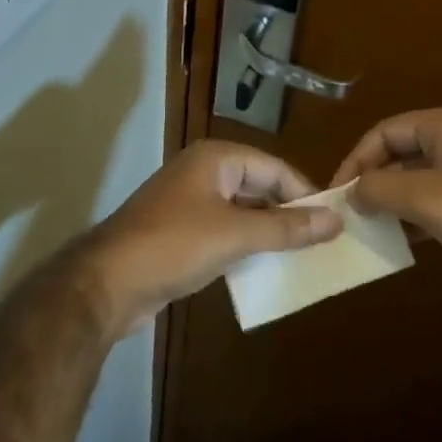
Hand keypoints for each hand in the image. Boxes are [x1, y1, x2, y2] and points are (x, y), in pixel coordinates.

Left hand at [83, 141, 342, 337]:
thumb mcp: (235, 234)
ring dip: (267, 231)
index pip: (274, 167)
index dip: (303, 193)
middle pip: (258, 186)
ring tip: (301, 257)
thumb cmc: (175, 245)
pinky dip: (245, 245)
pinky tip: (264, 268)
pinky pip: (224, 230)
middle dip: (287, 212)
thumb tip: (335, 220)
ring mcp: (190, 201)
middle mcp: (204, 171)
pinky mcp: (181, 231)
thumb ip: (286, 227)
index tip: (332, 221)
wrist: (107, 283)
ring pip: (242, 210)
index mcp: (217, 158)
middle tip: (322, 242)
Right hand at [332, 108, 441, 312]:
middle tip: (353, 213)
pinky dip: (422, 214)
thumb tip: (354, 192)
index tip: (339, 193)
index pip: (386, 131)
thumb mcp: (425, 199)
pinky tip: (409, 240)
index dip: (358, 159)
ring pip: (423, 177)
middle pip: (404, 151)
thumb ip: (381, 190)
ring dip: (397, 200)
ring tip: (374, 229)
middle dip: (376, 181)